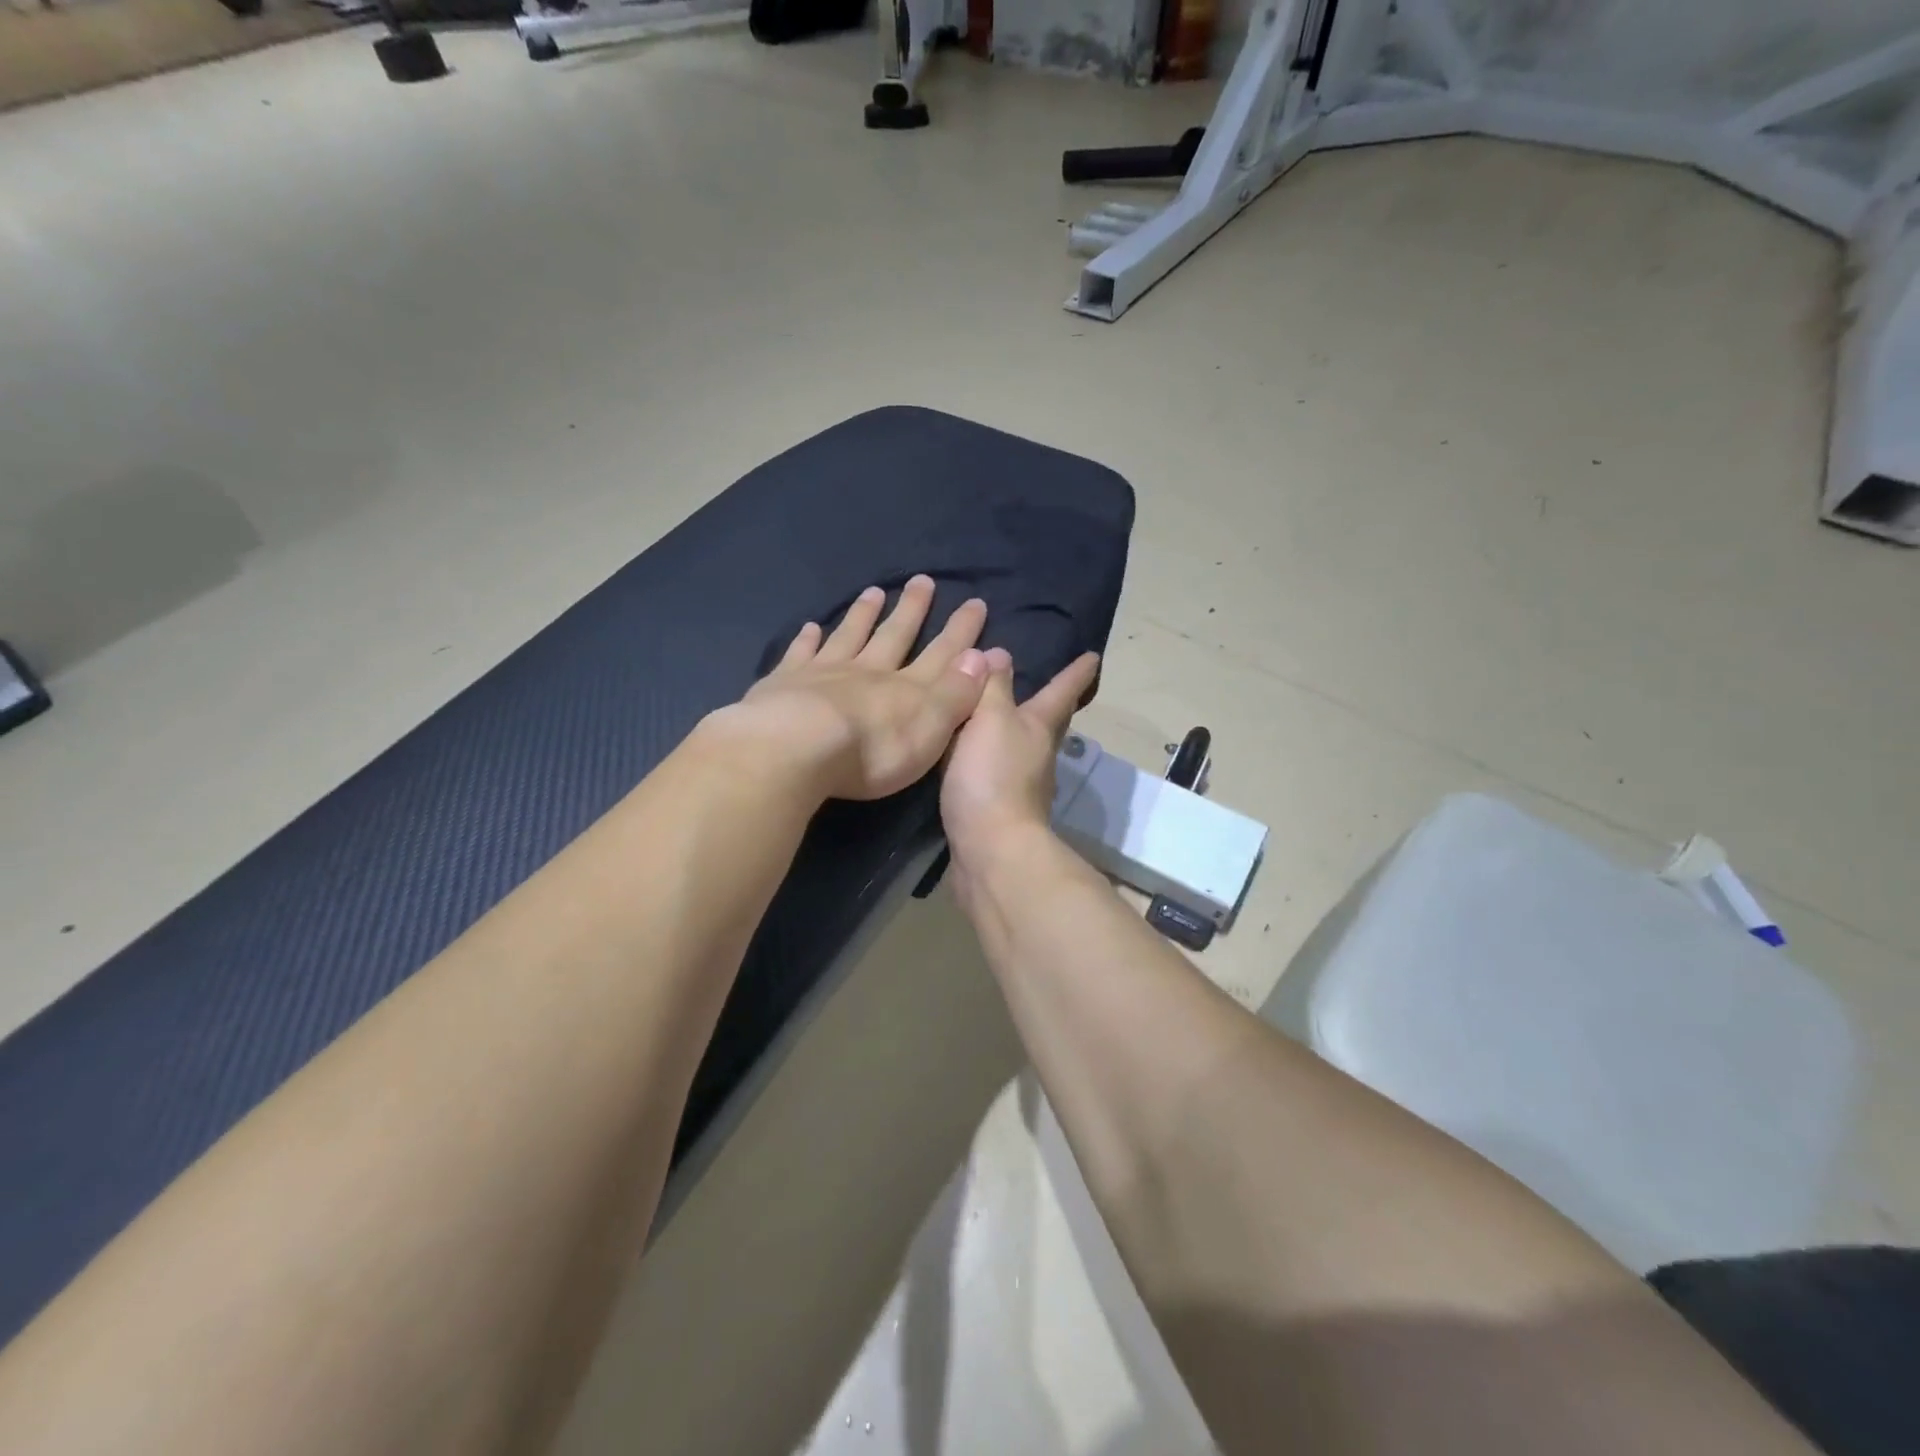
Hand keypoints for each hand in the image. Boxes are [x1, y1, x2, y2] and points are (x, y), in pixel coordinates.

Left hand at [717, 576, 993, 802]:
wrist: (797, 749)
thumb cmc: (872, 751)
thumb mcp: (931, 728)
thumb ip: (956, 693)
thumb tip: (982, 656)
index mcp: (906, 689)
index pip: (942, 654)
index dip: (961, 632)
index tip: (974, 603)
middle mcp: (868, 672)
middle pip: (895, 635)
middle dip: (912, 610)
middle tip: (922, 581)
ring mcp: (824, 673)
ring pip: (849, 636)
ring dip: (863, 614)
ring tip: (874, 592)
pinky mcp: (785, 683)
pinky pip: (800, 654)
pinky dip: (807, 640)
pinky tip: (810, 627)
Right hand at [940, 649, 1100, 864]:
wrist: (990, 849)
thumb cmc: (992, 775)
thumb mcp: (990, 719)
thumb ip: (993, 687)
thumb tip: (1000, 654)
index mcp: (1038, 727)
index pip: (1061, 691)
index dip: (1076, 673)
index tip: (1093, 656)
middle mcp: (1038, 755)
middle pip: (1050, 723)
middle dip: (1052, 704)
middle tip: (1052, 687)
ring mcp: (1023, 786)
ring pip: (1024, 749)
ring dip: (1018, 733)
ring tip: (1001, 719)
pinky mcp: (1001, 811)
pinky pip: (997, 773)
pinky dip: (991, 760)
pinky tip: (974, 760)